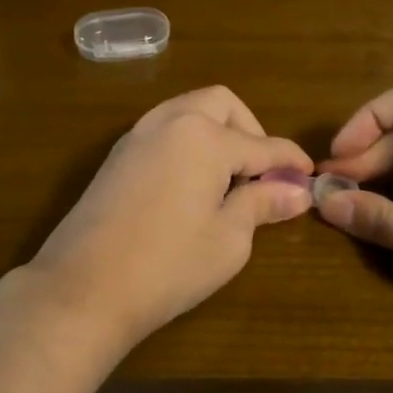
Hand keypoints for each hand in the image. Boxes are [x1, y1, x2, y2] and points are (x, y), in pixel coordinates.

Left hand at [28, 87, 313, 344]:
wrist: (83, 288)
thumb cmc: (168, 265)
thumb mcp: (229, 239)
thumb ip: (263, 204)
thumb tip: (297, 191)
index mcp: (204, 136)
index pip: (263, 144)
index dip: (291, 161)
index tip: (309, 176)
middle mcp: (171, 121)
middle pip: (222, 104)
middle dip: (250, 131)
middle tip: (262, 174)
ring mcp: (138, 135)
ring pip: (189, 111)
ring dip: (217, 132)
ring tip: (228, 179)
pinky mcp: (117, 155)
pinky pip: (164, 131)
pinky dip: (188, 142)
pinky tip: (192, 183)